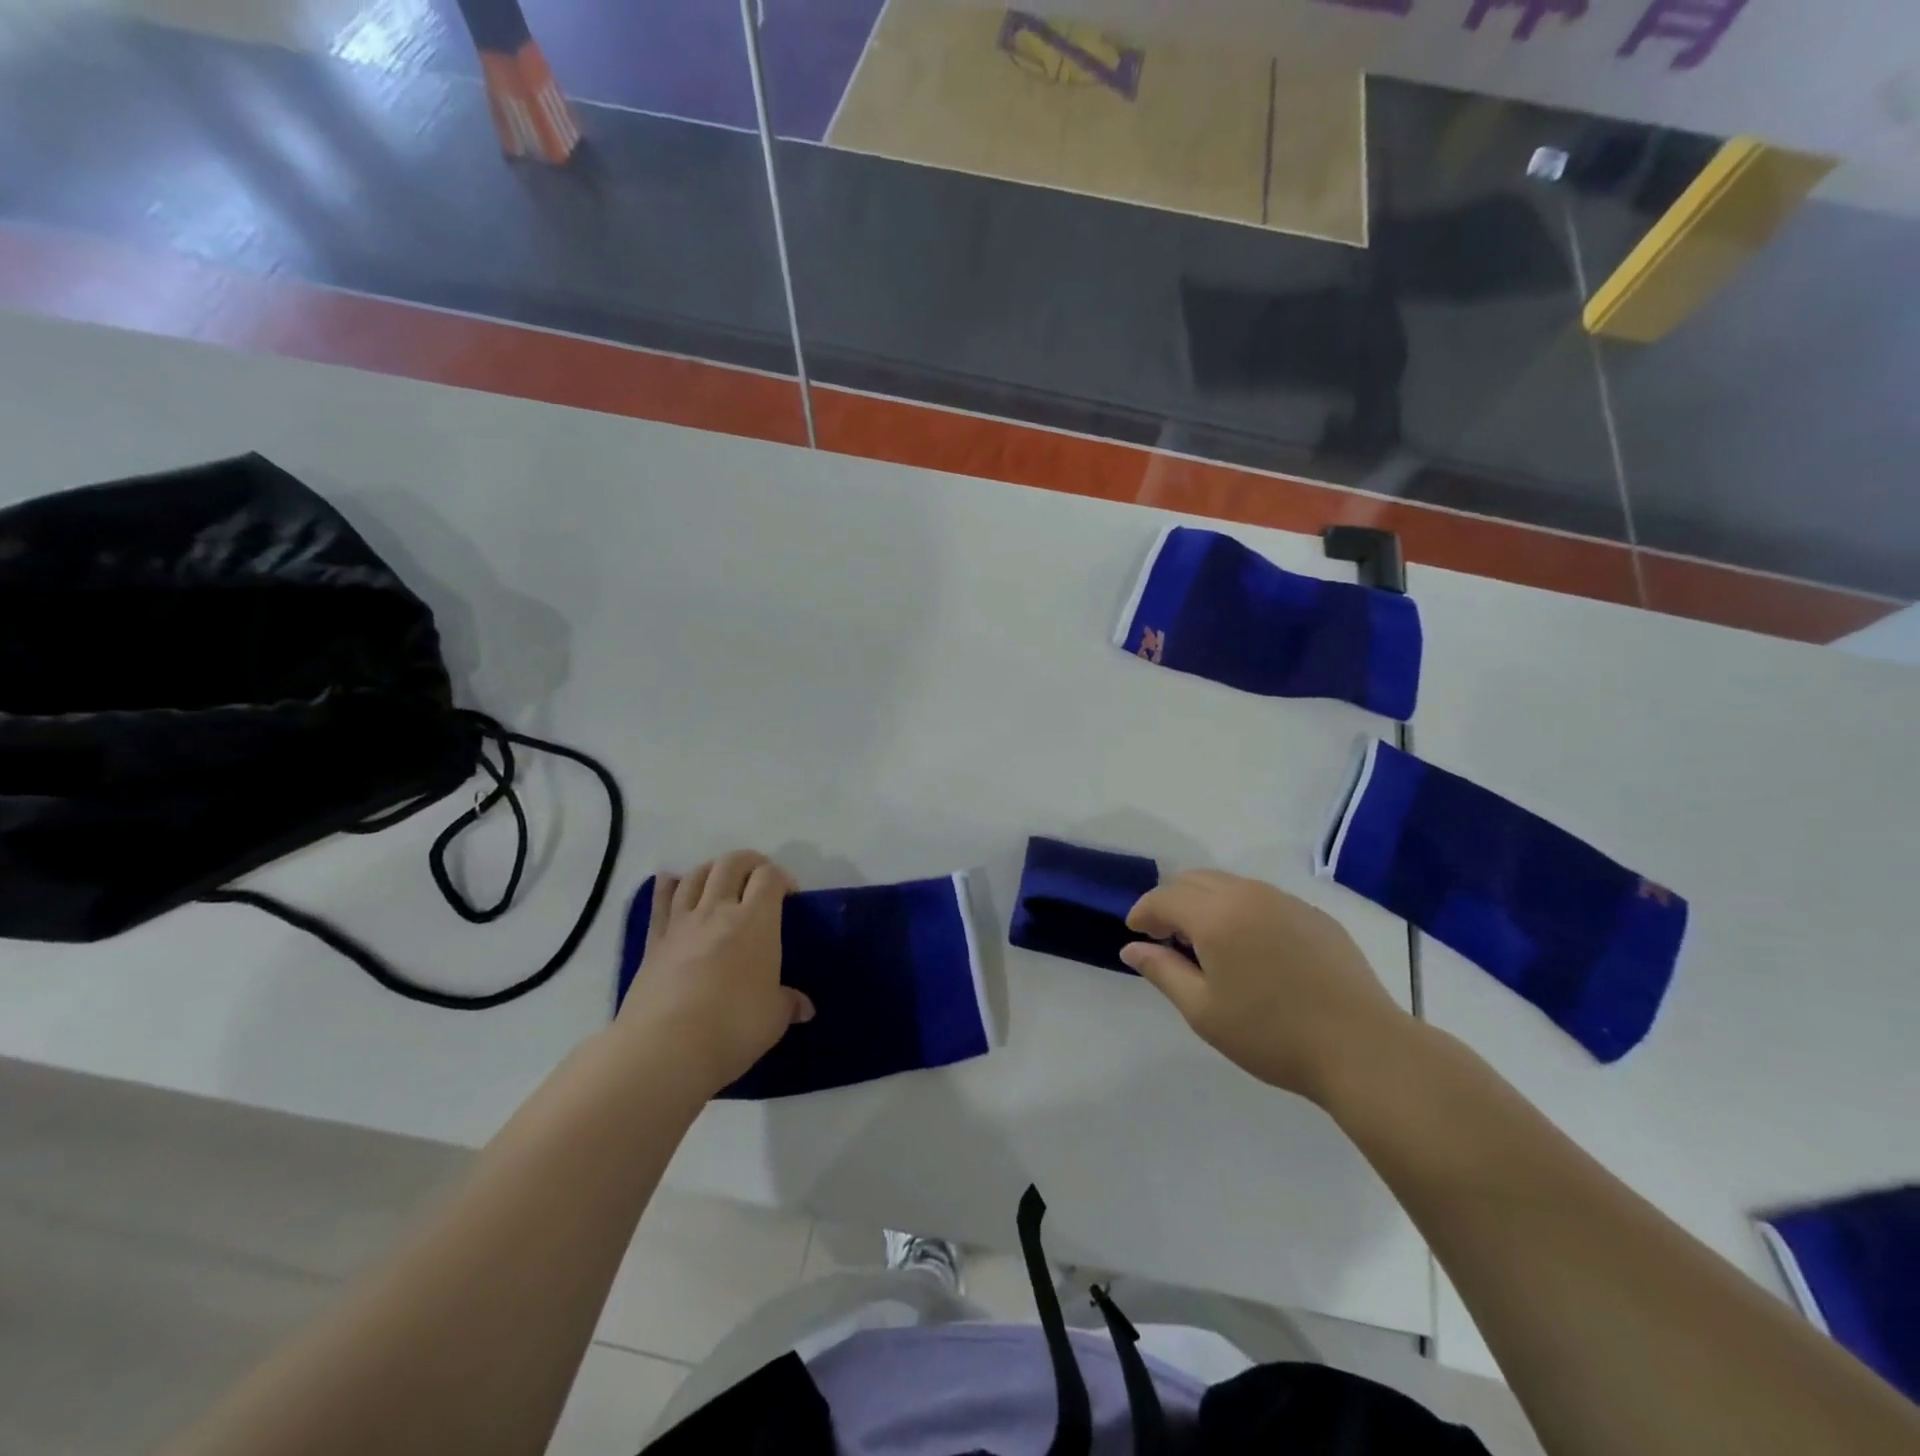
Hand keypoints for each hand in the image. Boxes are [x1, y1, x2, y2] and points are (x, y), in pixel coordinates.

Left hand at [616, 852, 813, 1097]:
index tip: (790, 896)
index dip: (783, 878)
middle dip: (750, 862)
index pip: (770, 877)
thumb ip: (788, 1003)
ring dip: (712, 869)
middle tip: (759, 878)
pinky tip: (671, 881)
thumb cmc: (733, 1027)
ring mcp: (682, 924)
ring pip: (696, 875)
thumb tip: (803, 1007)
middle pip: (732, 864)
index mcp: (756, 921)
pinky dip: (668, 886)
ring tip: (721, 880)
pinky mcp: (654, 942)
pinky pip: (660, 902)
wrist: (665, 1049)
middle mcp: (718, 911)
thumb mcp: (773, 1018)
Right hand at [1121, 870, 1413, 1101]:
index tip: (1136, 934)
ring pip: (1229, 884)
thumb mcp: (1203, 1011)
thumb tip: (1131, 947)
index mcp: (1216, 916)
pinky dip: (1239, 909)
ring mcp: (1285, 901)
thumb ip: (1162, 971)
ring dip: (1205, 902)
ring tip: (1206, 943)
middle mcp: (1248, 895)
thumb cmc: (1272, 1034)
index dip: (1143, 912)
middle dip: (1171, 901)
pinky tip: (1250, 948)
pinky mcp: (1314, 914)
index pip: (1164, 898)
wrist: (1362, 1048)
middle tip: (1166, 938)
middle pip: (1194, 880)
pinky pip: (1262, 897)